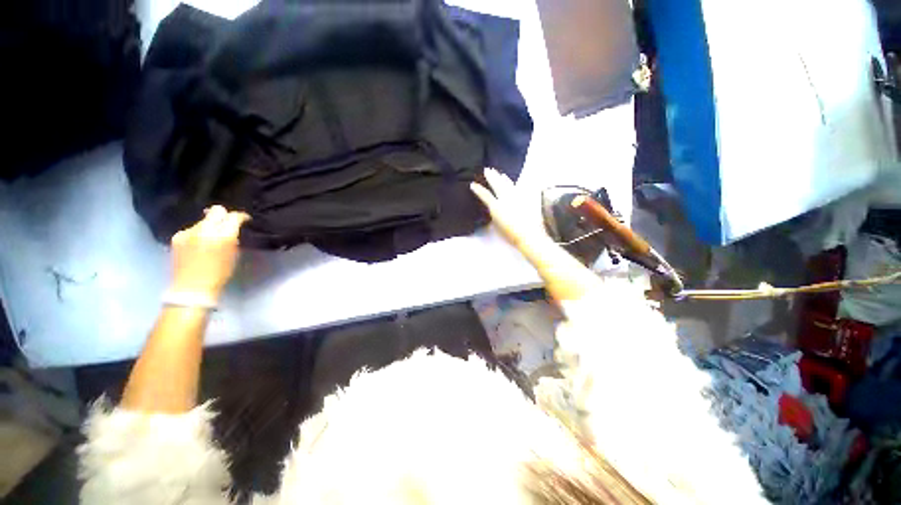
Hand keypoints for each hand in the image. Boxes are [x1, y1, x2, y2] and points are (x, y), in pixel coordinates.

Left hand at [169, 205, 249, 300]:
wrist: (192, 287)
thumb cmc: (220, 273)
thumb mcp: (234, 255)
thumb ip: (232, 238)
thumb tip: (232, 229)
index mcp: (223, 235)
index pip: (234, 216)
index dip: (241, 217)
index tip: (244, 220)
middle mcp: (205, 229)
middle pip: (216, 211)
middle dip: (224, 215)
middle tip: (227, 223)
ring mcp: (188, 232)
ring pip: (203, 221)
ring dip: (209, 226)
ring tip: (211, 238)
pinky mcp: (177, 237)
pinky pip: (192, 229)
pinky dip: (197, 234)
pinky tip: (198, 244)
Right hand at [470, 168, 550, 249]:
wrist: (529, 235)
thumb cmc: (510, 234)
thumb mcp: (497, 226)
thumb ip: (493, 215)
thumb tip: (492, 209)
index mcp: (496, 206)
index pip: (485, 195)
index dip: (478, 190)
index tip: (472, 185)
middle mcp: (505, 199)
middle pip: (497, 184)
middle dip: (491, 177)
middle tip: (487, 170)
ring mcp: (516, 197)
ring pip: (508, 184)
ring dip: (502, 178)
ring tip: (500, 174)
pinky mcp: (525, 199)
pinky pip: (517, 188)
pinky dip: (512, 184)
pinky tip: (511, 182)